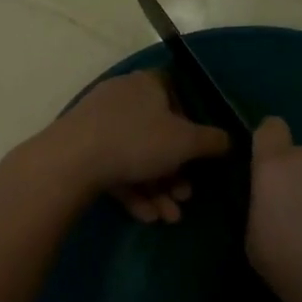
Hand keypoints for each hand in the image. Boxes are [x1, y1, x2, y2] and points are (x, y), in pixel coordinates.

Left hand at [38, 71, 230, 220]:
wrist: (71, 160)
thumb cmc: (137, 140)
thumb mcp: (185, 142)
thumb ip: (212, 141)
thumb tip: (229, 139)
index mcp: (147, 84)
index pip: (175, 92)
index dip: (191, 121)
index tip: (199, 150)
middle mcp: (122, 97)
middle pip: (157, 133)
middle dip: (175, 170)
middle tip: (185, 197)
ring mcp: (99, 122)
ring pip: (137, 155)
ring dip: (157, 187)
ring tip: (169, 217)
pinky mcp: (82, 148)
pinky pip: (115, 166)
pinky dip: (133, 190)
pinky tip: (146, 216)